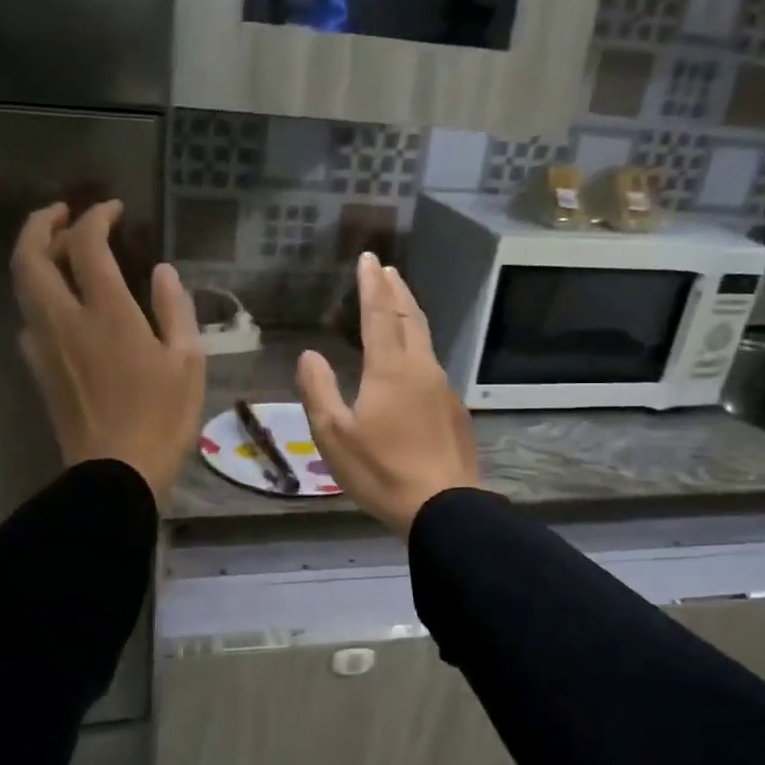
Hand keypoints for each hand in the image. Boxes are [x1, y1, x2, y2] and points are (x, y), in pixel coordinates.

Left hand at [12, 200, 204, 506]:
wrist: (115, 472)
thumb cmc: (162, 419)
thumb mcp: (187, 362)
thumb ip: (174, 310)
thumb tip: (161, 271)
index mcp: (107, 314)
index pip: (87, 246)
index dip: (96, 218)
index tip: (112, 209)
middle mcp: (65, 320)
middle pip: (31, 256)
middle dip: (41, 224)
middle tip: (62, 213)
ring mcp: (44, 344)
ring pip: (22, 285)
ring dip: (34, 255)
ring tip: (59, 249)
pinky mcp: (38, 368)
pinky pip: (28, 316)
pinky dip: (39, 293)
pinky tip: (61, 303)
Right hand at [296, 252, 479, 537]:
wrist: (443, 506)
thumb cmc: (381, 470)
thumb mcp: (334, 435)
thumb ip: (318, 390)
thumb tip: (310, 354)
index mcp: (390, 369)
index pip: (379, 314)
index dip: (371, 285)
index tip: (369, 258)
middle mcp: (421, 368)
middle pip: (410, 318)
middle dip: (396, 290)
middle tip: (388, 269)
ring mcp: (443, 388)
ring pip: (426, 339)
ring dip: (411, 315)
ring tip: (401, 302)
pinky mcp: (455, 410)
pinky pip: (434, 366)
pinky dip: (420, 348)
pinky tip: (414, 362)